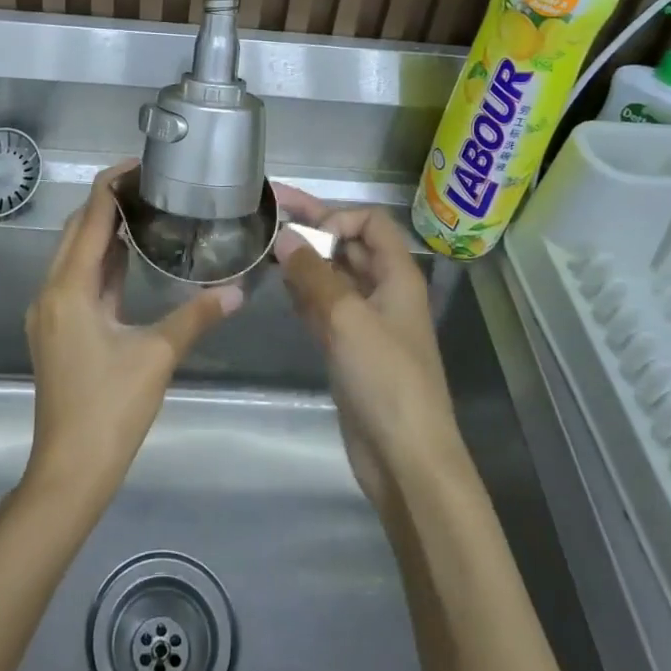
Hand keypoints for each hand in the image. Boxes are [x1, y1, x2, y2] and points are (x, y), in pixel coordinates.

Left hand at [22, 162, 240, 511]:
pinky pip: (77, 280)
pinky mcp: (56, 330)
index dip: (112, 186)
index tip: (142, 164)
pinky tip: (129, 259)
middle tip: (151, 185)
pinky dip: (102, 263)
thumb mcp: (157, 356)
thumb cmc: (110, 409)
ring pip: (75, 256)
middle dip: (108, 203)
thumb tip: (238, 290)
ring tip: (145, 212)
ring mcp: (49, 312)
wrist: (69, 470)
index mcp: (70, 288)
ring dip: (104, 232)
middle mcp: (51, 291)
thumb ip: (196, 316)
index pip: (91, 218)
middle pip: (78, 230)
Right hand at [273, 186, 462, 515]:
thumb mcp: (347, 318)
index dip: (337, 217)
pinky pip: (324, 306)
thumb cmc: (385, 379)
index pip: (370, 222)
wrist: (405, 458)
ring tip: (264, 249)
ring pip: (333, 276)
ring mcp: (366, 321)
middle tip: (267, 212)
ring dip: (304, 260)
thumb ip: (313, 274)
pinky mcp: (350, 348)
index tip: (303, 233)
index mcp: (397, 275)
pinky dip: (303, 293)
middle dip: (312, 227)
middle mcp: (383, 291)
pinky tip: (278, 287)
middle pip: (348, 245)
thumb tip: (284, 236)